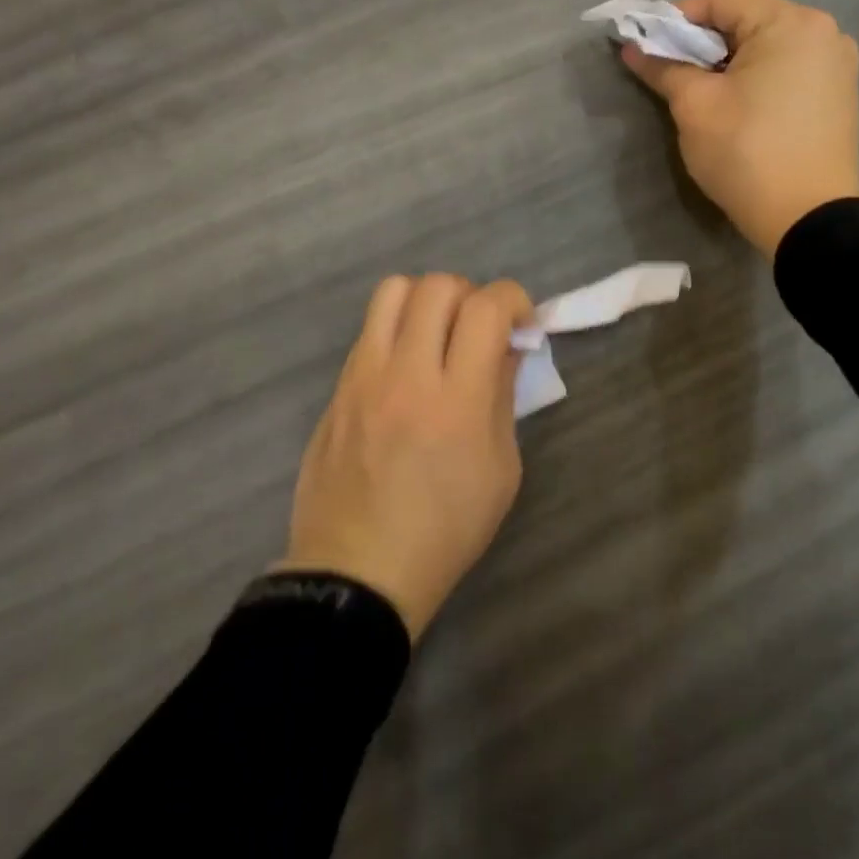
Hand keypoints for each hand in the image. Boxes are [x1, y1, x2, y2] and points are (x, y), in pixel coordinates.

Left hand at [276, 274, 533, 639]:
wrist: (357, 572)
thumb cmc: (444, 530)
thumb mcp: (501, 470)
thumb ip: (503, 395)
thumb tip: (506, 346)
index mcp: (458, 400)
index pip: (486, 309)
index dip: (512, 298)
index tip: (520, 320)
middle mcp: (408, 374)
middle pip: (438, 286)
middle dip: (471, 295)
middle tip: (478, 329)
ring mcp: (365, 376)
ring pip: (394, 290)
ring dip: (426, 300)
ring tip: (437, 333)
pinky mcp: (338, 386)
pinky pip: (369, 328)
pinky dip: (396, 327)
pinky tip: (405, 365)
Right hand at [623, 0, 858, 256]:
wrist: (809, 220)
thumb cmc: (747, 153)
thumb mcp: (695, 106)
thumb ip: (663, 67)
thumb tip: (631, 48)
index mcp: (791, 23)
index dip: (676, 17)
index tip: (650, 47)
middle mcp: (823, 32)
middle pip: (746, 18)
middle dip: (702, 41)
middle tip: (671, 71)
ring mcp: (837, 64)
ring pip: (767, 44)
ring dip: (728, 60)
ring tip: (702, 91)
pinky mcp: (839, 94)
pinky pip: (788, 67)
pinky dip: (756, 76)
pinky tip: (738, 104)